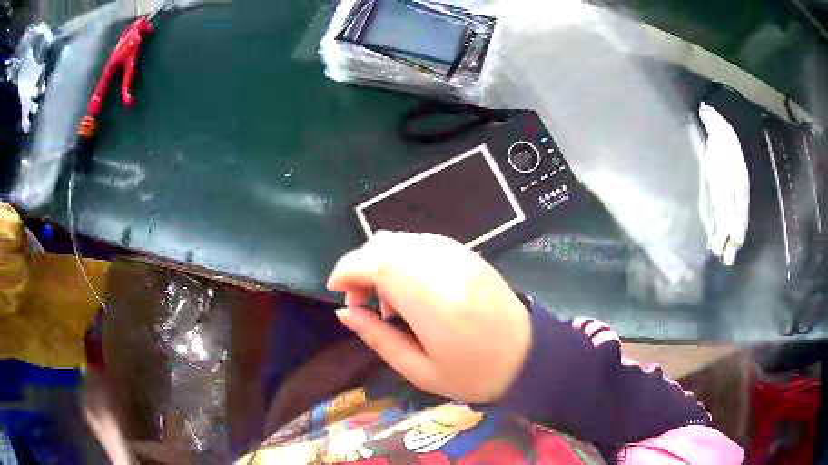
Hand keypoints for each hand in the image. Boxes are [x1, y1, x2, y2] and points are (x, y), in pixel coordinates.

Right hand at [327, 231, 531, 403]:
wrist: (530, 357)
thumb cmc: (474, 374)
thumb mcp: (419, 370)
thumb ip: (377, 338)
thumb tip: (344, 312)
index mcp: (432, 300)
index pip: (377, 262)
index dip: (348, 269)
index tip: (335, 290)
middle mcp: (445, 266)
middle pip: (385, 244)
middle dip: (361, 266)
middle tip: (361, 302)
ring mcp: (460, 255)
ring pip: (403, 240)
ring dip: (382, 262)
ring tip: (388, 302)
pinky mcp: (470, 254)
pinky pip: (423, 243)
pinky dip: (404, 258)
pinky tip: (411, 289)